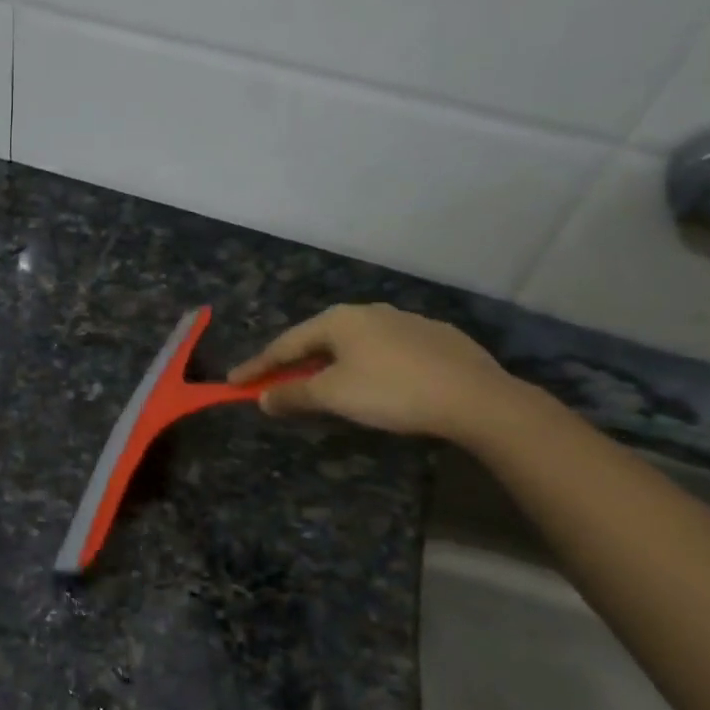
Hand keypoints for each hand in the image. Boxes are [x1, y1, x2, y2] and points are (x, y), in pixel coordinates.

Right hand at [227, 304, 520, 443]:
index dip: (257, 366)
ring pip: (355, 344)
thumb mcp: (333, 396)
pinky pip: (387, 351)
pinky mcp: (436, 338)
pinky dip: (368, 365)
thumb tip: (263, 398)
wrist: (475, 397)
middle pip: (319, 340)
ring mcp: (406, 321)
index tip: (234, 382)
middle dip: (294, 363)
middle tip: (276, 383)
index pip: (285, 344)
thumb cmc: (391, 392)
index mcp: (339, 320)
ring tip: (324, 385)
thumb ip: (293, 395)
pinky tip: (376, 382)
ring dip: (331, 364)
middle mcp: (369, 312)